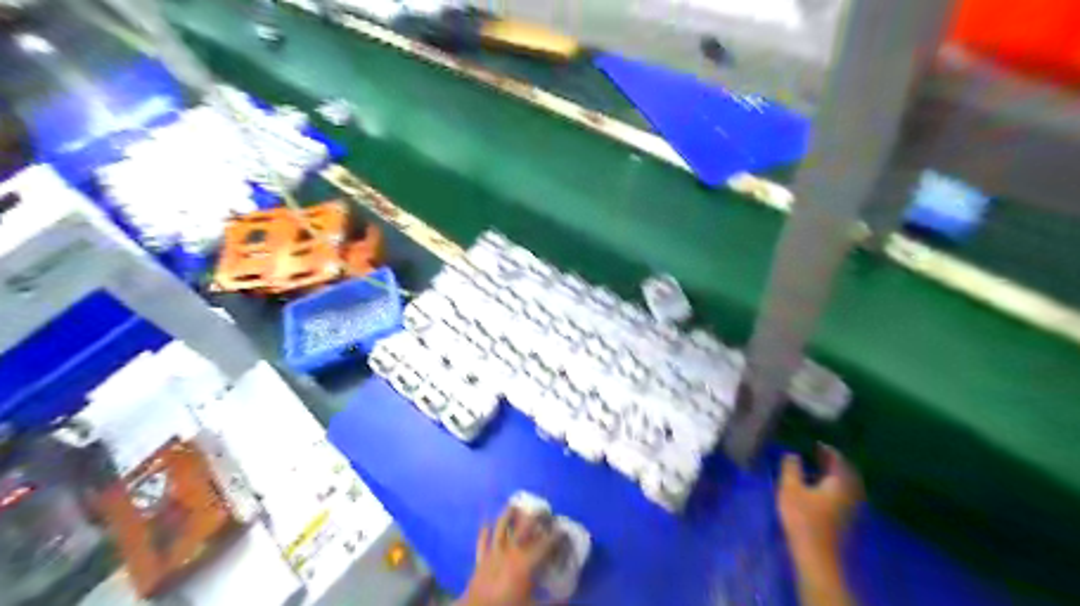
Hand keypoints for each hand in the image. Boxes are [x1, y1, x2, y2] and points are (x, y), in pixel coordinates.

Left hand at [455, 507, 556, 605]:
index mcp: (525, 563)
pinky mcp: (480, 560)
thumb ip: (553, 602)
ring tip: (514, 505)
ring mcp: (493, 554)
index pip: (545, 544)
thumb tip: (568, 597)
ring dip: (507, 516)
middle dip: (535, 517)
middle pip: (523, 528)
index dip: (556, 536)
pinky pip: (482, 542)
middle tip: (544, 510)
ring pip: (500, 528)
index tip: (564, 530)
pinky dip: (484, 532)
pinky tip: (486, 523)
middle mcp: (509, 552)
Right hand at [781, 444, 866, 559]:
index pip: (839, 459)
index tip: (816, 443)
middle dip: (834, 463)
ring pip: (847, 486)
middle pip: (847, 473)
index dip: (828, 450)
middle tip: (819, 455)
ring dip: (834, 476)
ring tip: (817, 471)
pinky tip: (821, 491)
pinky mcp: (848, 521)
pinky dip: (835, 489)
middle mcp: (852, 493)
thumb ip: (791, 468)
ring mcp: (852, 509)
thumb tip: (793, 454)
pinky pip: (845, 496)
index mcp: (840, 482)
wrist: (817, 555)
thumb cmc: (803, 518)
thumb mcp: (790, 488)